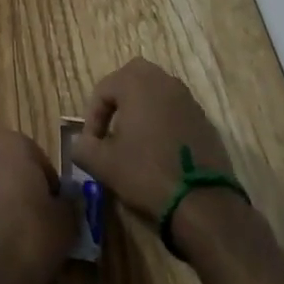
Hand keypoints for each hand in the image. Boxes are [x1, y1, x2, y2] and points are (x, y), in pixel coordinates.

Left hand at [0, 134, 75, 283]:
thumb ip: (69, 202)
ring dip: (5, 201)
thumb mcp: (66, 223)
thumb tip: (67, 200)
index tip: (56, 214)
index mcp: (12, 143)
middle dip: (25, 189)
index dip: (51, 188)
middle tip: (39, 223)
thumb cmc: (28, 242)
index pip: (40, 160)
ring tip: (18, 236)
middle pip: (13, 168)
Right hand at [71, 58, 234, 222]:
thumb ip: (83, 148)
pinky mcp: (204, 119)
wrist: (203, 204)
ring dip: (141, 110)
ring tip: (133, 142)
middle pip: (131, 80)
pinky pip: (175, 111)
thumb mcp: (103, 164)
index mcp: (136, 82)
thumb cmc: (146, 174)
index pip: (103, 90)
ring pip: (155, 93)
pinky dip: (162, 123)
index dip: (92, 118)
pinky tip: (159, 152)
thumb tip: (79, 144)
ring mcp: (187, 99)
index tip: (91, 146)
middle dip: (117, 102)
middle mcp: (163, 80)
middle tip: (111, 131)